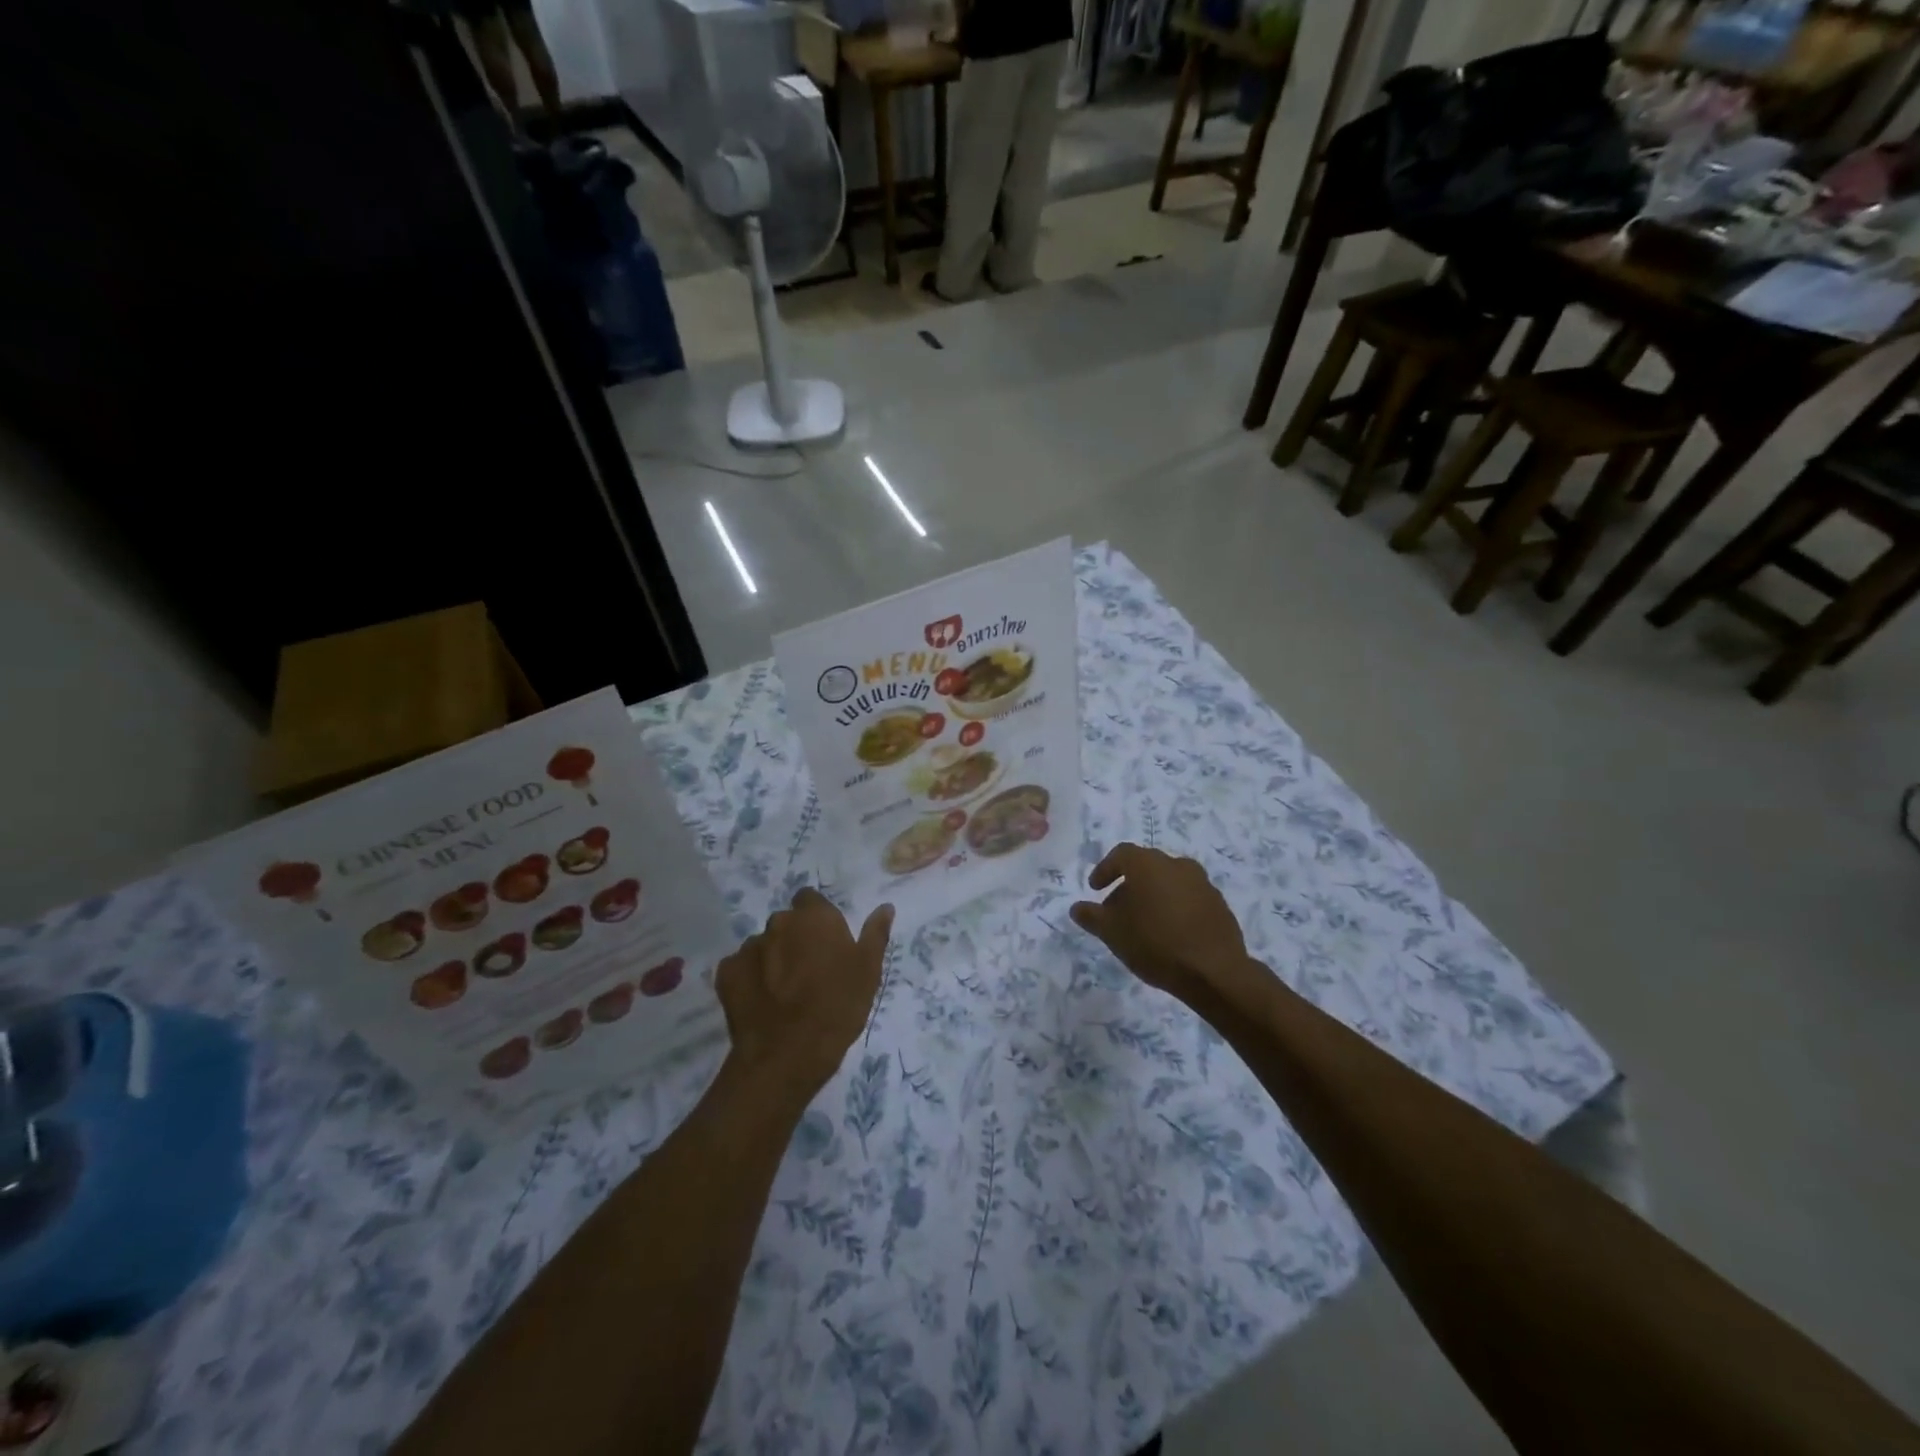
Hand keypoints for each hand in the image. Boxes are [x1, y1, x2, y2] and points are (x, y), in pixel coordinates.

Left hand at [716, 889, 893, 1097]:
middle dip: (794, 939)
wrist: (787, 1055)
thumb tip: (885, 907)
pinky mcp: (726, 973)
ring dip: (772, 959)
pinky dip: (749, 979)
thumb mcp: (869, 971)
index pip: (810, 899)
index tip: (826, 942)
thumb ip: (875, 934)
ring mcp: (749, 947)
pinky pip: (740, 968)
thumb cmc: (837, 1007)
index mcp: (814, 917)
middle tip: (808, 970)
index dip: (817, 918)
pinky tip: (762, 1002)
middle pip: (786, 923)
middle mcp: (779, 923)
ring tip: (783, 992)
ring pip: (763, 946)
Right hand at [1070, 844, 1256, 1005]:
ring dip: (1153, 896)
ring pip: (1169, 882)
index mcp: (1148, 863)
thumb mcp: (1112, 932)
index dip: (1105, 870)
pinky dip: (1175, 908)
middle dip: (1128, 886)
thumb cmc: (1154, 943)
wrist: (1213, 971)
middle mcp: (1176, 864)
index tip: (1095, 889)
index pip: (1121, 855)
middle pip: (1146, 867)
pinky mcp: (1219, 904)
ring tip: (1143, 924)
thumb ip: (1091, 916)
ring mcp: (1202, 883)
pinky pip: (1189, 898)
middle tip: (1117, 910)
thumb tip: (1077, 907)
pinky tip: (1170, 933)